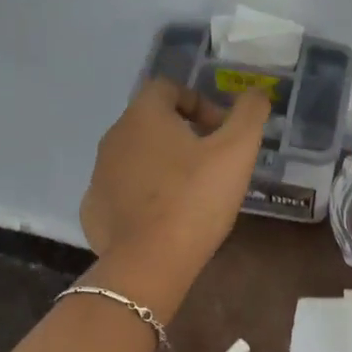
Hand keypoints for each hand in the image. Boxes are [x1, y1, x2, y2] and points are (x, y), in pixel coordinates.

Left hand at [81, 80, 268, 267]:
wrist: (149, 262)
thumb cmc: (195, 199)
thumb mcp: (237, 152)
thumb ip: (250, 115)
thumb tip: (257, 92)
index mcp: (144, 115)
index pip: (168, 88)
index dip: (199, 103)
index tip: (221, 132)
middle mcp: (113, 137)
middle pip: (150, 123)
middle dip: (182, 135)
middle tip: (211, 164)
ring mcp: (98, 174)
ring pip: (135, 158)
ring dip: (161, 166)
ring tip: (190, 194)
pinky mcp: (94, 209)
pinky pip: (121, 192)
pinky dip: (142, 197)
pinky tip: (163, 219)